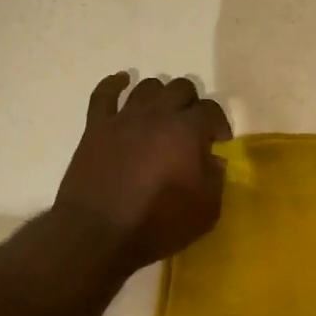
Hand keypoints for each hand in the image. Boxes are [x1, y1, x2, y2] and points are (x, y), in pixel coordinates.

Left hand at [55, 73, 231, 272]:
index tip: (219, 142)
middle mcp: (157, 115)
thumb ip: (215, 179)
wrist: (98, 233)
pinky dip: (115, 84)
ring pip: (147, 86)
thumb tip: (213, 160)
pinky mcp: (96, 127)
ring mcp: (124, 118)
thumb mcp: (206, 211)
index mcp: (186, 131)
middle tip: (191, 127)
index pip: (210, 109)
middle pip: (180, 88)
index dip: (218, 123)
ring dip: (160, 95)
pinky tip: (122, 82)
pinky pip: (104, 94)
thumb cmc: (157, 224)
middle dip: (192, 104)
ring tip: (162, 112)